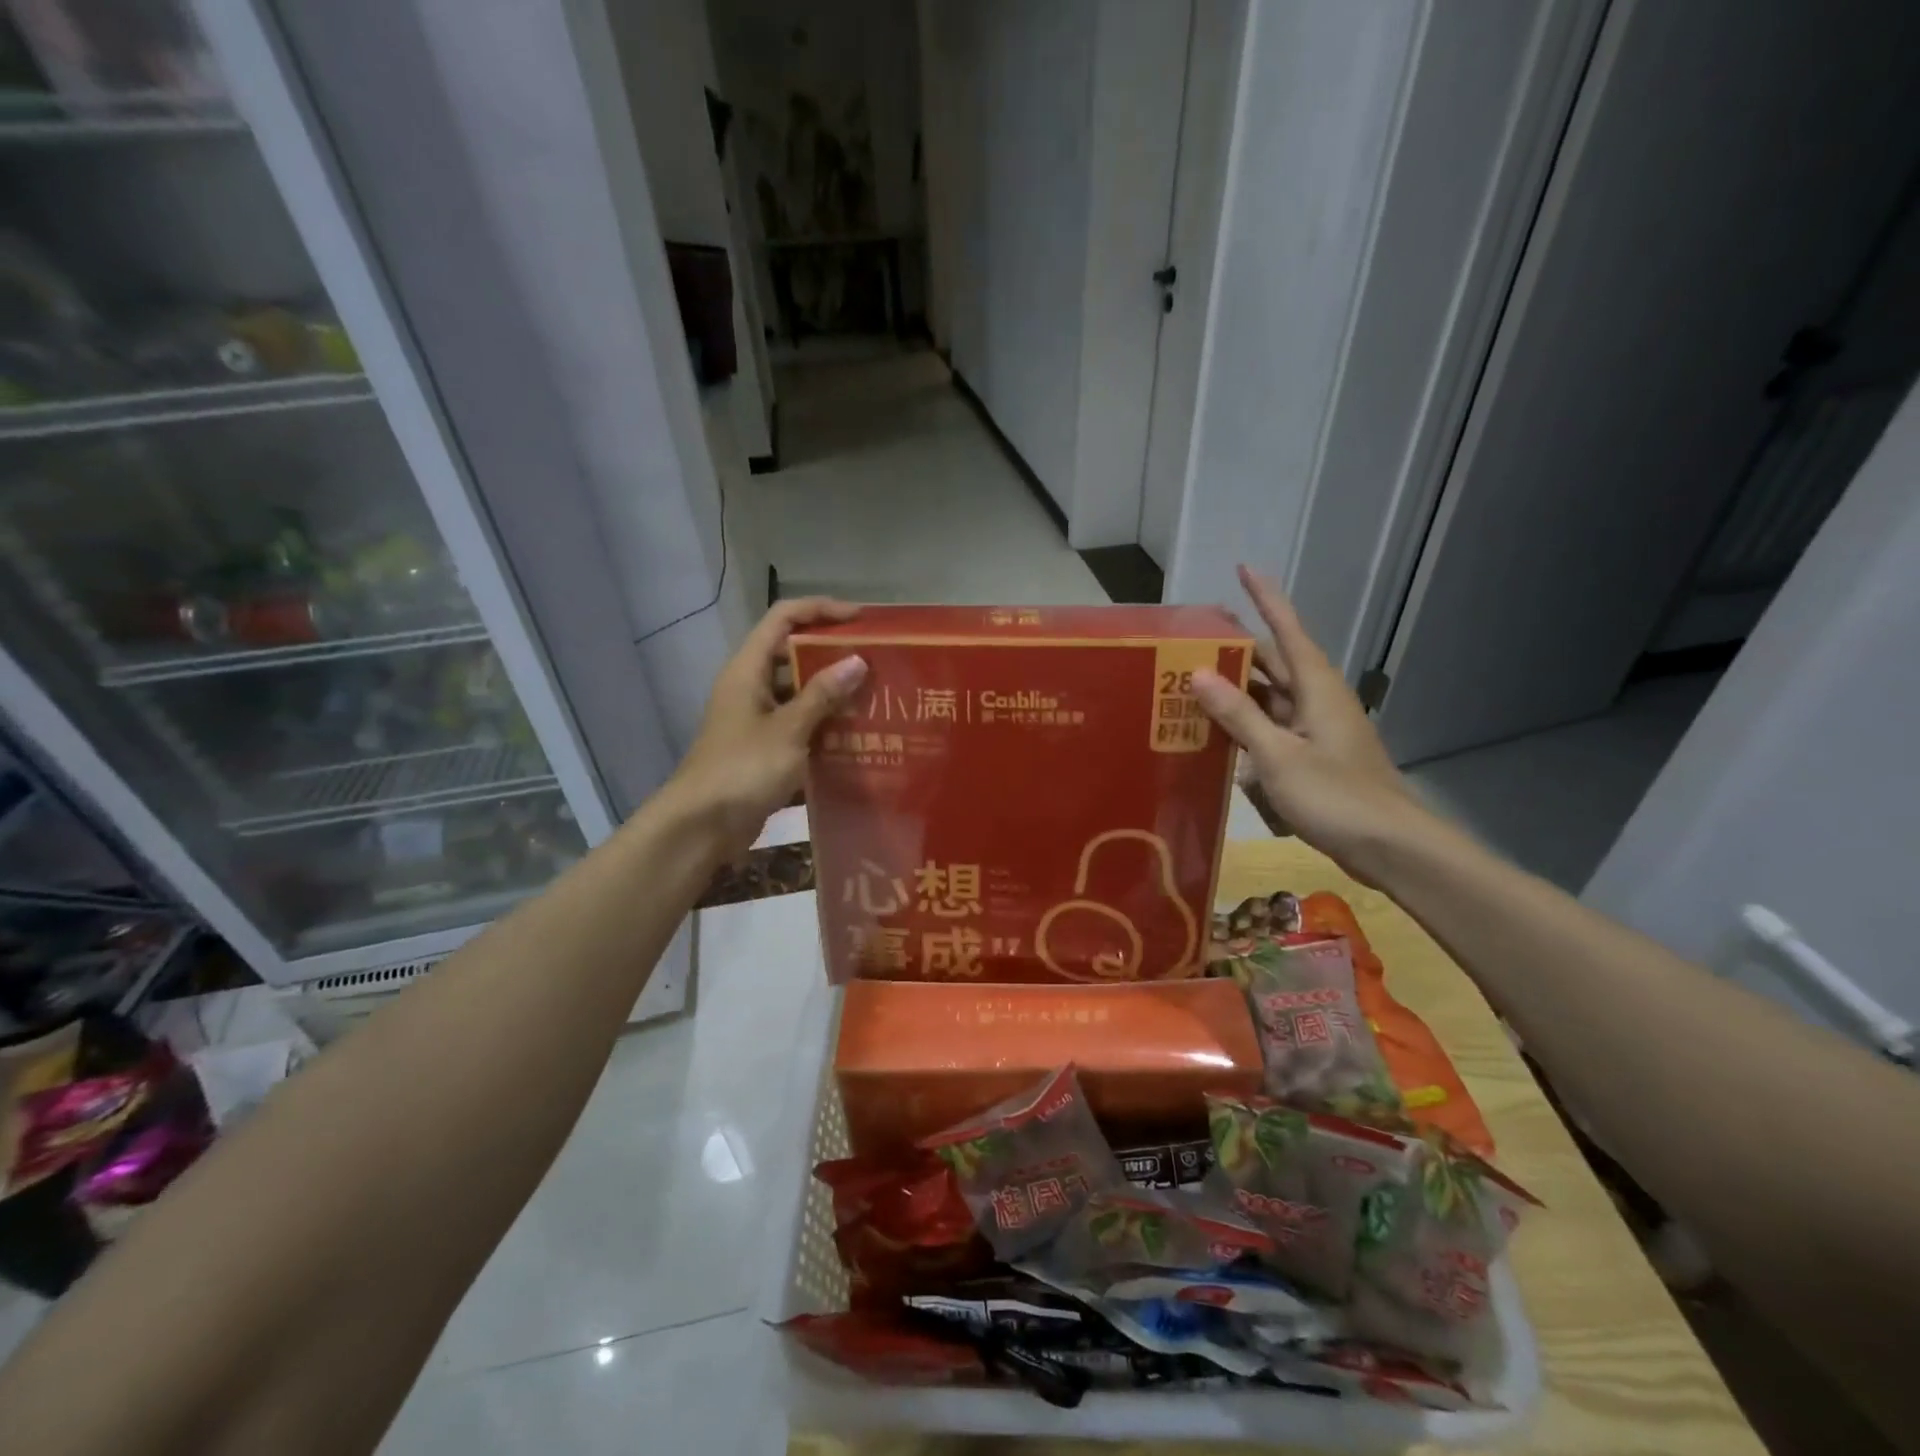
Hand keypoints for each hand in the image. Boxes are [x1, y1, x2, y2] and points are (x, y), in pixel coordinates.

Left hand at [665, 597, 867, 856]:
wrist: (701, 827)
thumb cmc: (742, 770)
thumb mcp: (788, 730)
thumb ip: (822, 695)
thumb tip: (857, 661)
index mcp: (748, 669)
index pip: (783, 618)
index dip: (820, 610)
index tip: (861, 619)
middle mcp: (750, 686)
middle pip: (793, 653)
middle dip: (833, 653)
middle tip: (877, 661)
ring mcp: (756, 719)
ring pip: (798, 691)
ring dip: (833, 691)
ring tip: (876, 695)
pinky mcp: (763, 748)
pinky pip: (799, 724)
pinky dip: (825, 724)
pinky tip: (858, 734)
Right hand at [1192, 566, 1435, 880]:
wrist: (1390, 847)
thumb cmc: (1336, 795)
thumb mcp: (1278, 755)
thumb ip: (1238, 715)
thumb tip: (1198, 674)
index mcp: (1316, 687)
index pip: (1287, 629)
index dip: (1265, 598)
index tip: (1242, 569)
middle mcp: (1317, 700)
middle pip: (1273, 662)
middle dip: (1236, 648)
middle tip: (1192, 638)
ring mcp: (1316, 730)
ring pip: (1269, 698)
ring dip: (1235, 690)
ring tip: (1190, 682)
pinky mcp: (1313, 757)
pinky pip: (1271, 728)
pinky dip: (1245, 725)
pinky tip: (1215, 734)